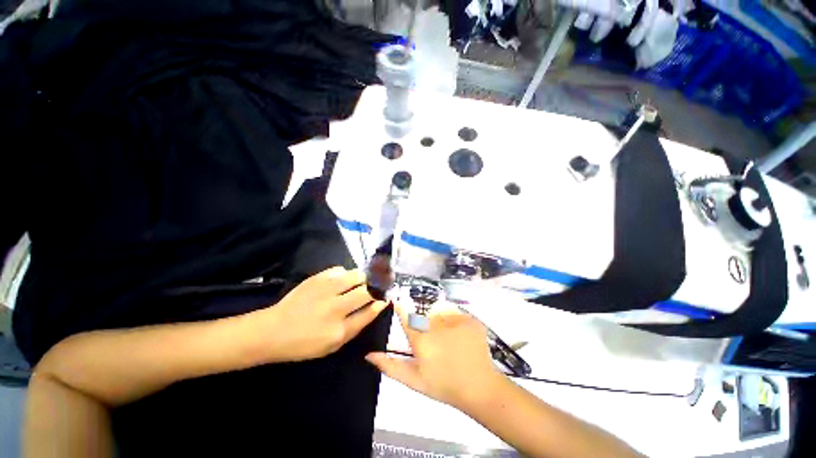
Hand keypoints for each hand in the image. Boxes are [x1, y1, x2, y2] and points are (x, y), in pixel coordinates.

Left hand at [259, 266, 388, 362]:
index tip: (385, 297)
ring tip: (360, 282)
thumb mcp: (333, 344)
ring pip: (356, 276)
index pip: (370, 311)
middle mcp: (335, 308)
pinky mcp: (316, 279)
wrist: (273, 330)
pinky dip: (345, 274)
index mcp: (339, 330)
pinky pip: (340, 269)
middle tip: (376, 287)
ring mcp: (325, 291)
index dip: (381, 302)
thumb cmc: (305, 343)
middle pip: (366, 291)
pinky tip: (341, 280)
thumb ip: (357, 325)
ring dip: (363, 278)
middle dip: (376, 287)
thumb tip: (376, 306)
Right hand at [365, 302, 501, 410]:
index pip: (405, 315)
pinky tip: (460, 338)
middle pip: (424, 316)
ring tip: (448, 341)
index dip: (400, 307)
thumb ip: (390, 366)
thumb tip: (369, 354)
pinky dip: (455, 323)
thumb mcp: (414, 380)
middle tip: (434, 343)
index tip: (397, 300)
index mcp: (421, 339)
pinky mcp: (470, 319)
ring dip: (440, 323)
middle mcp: (436, 325)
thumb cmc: (443, 385)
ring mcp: (455, 320)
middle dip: (425, 326)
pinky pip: (455, 314)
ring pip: (440, 313)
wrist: (478, 388)